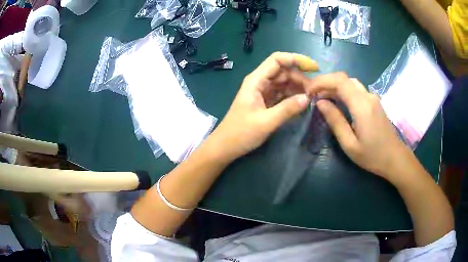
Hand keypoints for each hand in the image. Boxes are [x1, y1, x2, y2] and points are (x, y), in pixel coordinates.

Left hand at [211, 52, 318, 160]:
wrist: (225, 147)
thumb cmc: (241, 133)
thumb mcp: (266, 122)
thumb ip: (287, 109)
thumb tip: (308, 98)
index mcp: (256, 80)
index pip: (277, 60)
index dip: (295, 59)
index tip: (314, 68)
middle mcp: (259, 82)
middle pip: (283, 71)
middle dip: (300, 77)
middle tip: (315, 91)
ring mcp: (262, 92)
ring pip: (284, 83)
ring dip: (298, 87)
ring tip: (312, 97)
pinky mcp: (265, 102)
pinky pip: (282, 94)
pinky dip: (292, 97)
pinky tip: (302, 103)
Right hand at [307, 72, 413, 179]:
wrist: (395, 158)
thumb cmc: (372, 156)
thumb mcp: (349, 144)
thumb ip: (335, 121)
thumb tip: (320, 103)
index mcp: (362, 106)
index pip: (339, 81)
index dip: (321, 81)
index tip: (309, 91)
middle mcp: (368, 96)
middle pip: (344, 78)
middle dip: (326, 82)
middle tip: (313, 94)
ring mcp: (373, 98)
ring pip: (350, 82)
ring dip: (334, 86)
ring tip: (322, 98)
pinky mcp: (374, 102)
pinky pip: (356, 89)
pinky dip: (343, 91)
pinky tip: (338, 102)